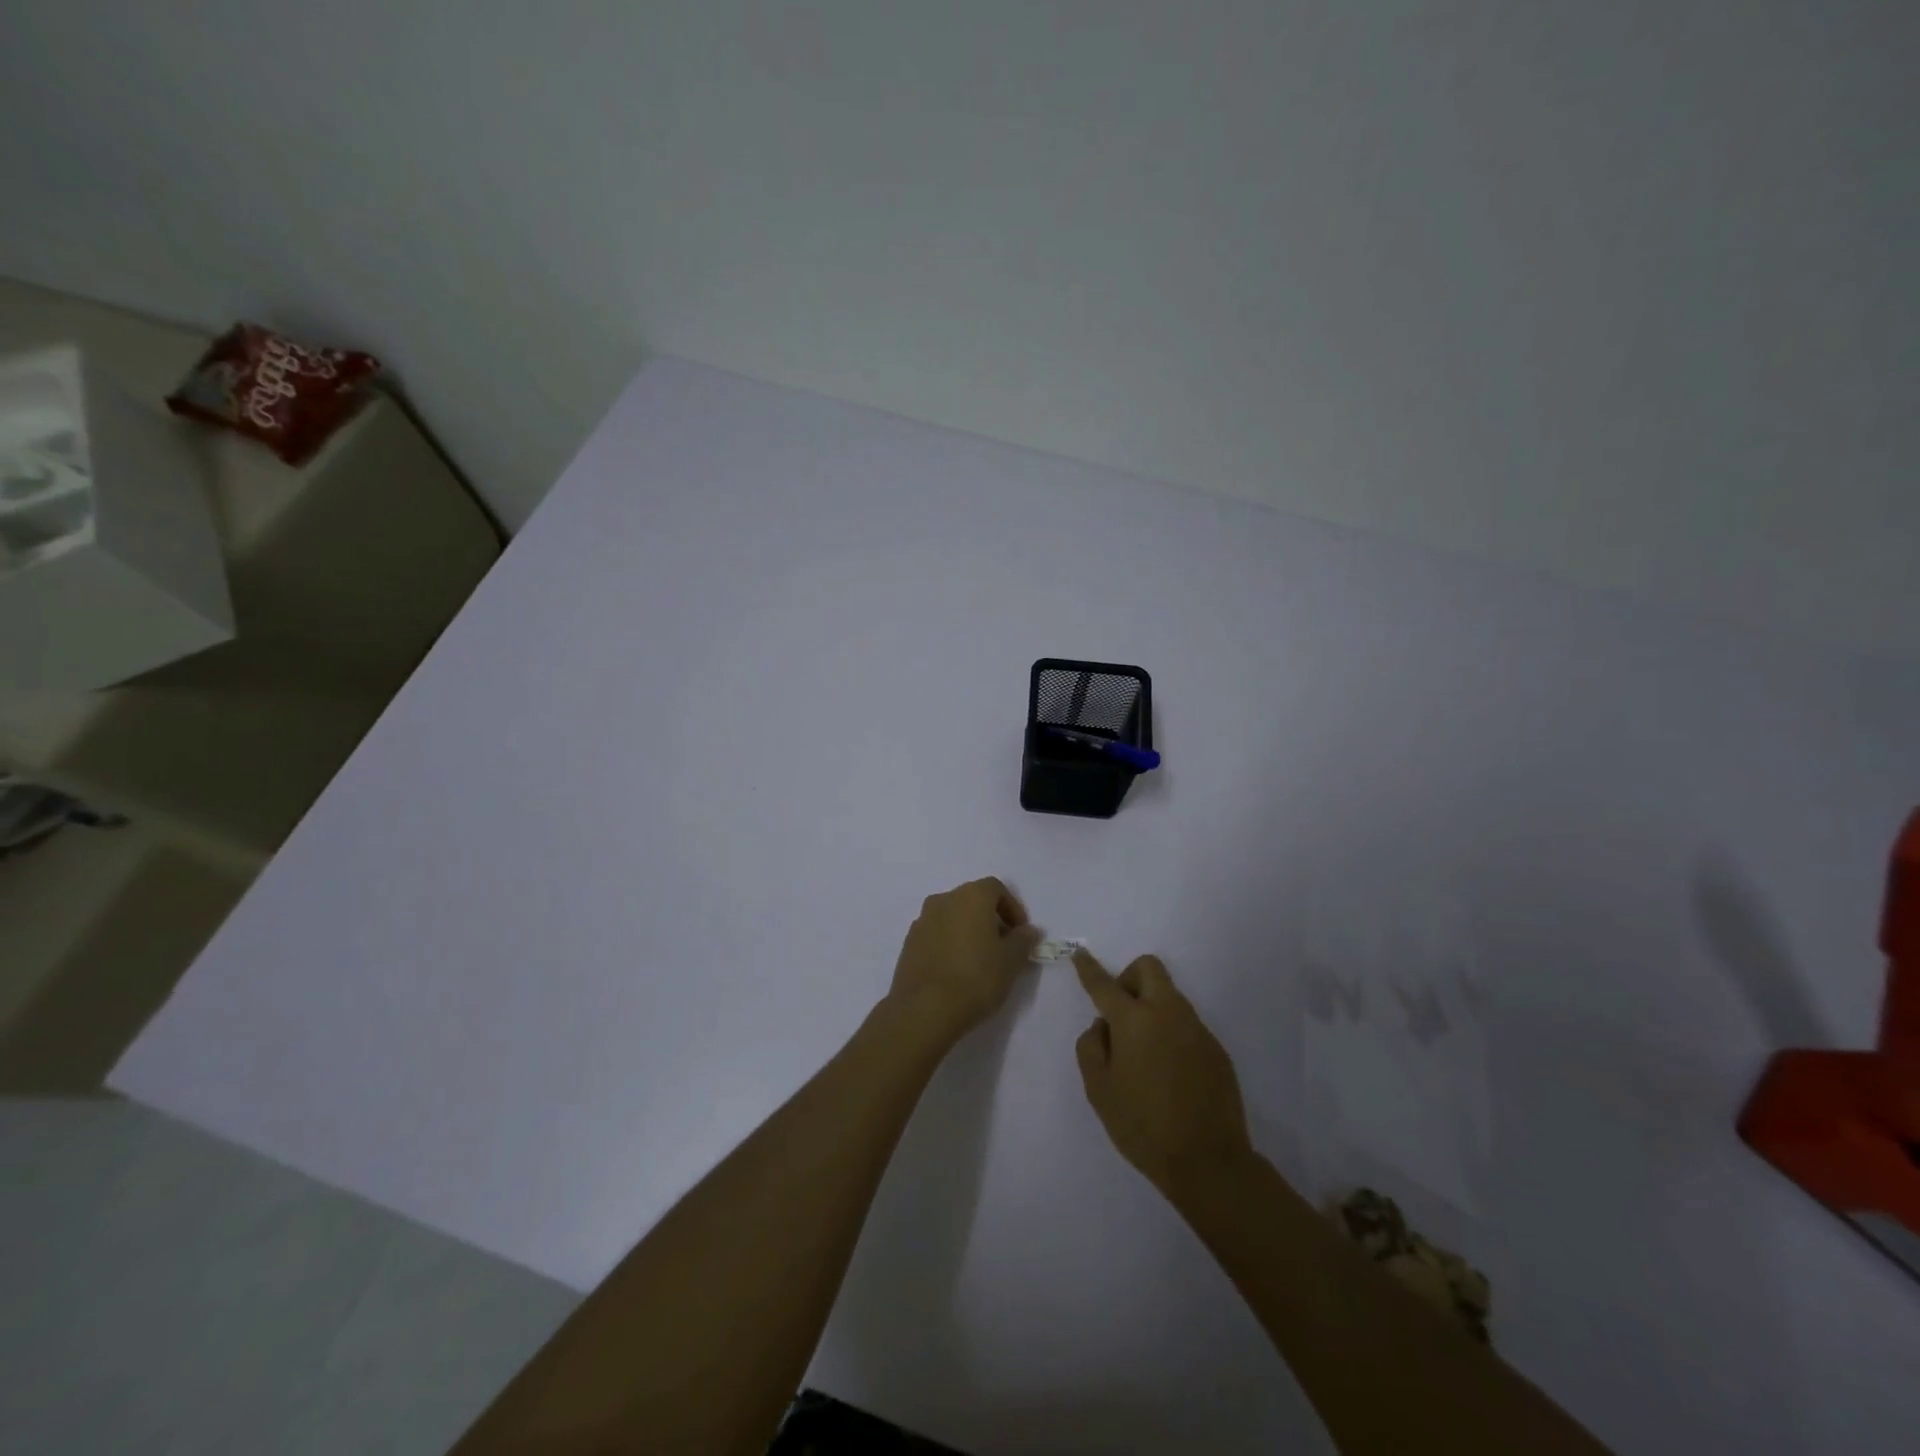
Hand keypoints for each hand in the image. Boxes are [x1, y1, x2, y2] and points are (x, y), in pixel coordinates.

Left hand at [887, 878, 1043, 1049]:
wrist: (924, 1009)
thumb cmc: (976, 978)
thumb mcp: (1011, 961)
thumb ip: (1023, 941)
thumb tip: (1028, 930)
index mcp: (971, 896)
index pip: (996, 888)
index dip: (1012, 908)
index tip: (1020, 933)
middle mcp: (944, 900)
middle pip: (972, 900)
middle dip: (990, 918)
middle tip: (1002, 947)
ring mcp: (922, 920)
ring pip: (952, 916)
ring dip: (968, 930)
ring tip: (979, 960)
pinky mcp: (909, 942)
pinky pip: (936, 934)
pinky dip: (949, 943)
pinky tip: (956, 969)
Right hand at [1073, 949, 1254, 1202]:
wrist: (1209, 1161)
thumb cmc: (1143, 1125)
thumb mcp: (1099, 1090)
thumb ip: (1091, 1047)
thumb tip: (1103, 1026)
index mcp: (1135, 1020)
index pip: (1105, 984)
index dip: (1089, 968)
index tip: (1079, 954)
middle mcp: (1168, 1013)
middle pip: (1148, 968)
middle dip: (1129, 978)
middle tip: (1119, 1013)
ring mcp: (1196, 1028)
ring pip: (1169, 995)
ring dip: (1150, 1006)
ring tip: (1142, 1052)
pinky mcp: (1215, 1048)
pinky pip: (1186, 1024)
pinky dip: (1170, 1032)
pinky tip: (1168, 1072)